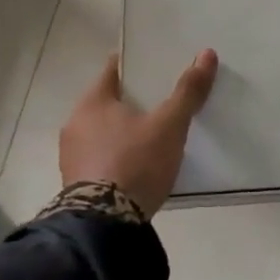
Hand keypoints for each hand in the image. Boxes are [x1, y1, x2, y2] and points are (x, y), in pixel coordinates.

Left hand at [59, 48, 218, 218]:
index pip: (114, 70)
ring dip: (124, 130)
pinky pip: (101, 157)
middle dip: (133, 100)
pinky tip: (139, 163)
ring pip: (103, 131)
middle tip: (163, 98)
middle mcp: (75, 124)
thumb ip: (188, 91)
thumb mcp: (169, 125)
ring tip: (155, 133)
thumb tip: (207, 54)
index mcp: (92, 102)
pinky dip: (118, 155)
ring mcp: (72, 156)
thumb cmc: (135, 162)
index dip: (136, 64)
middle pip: (109, 101)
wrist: (105, 226)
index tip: (157, 64)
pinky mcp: (76, 184)